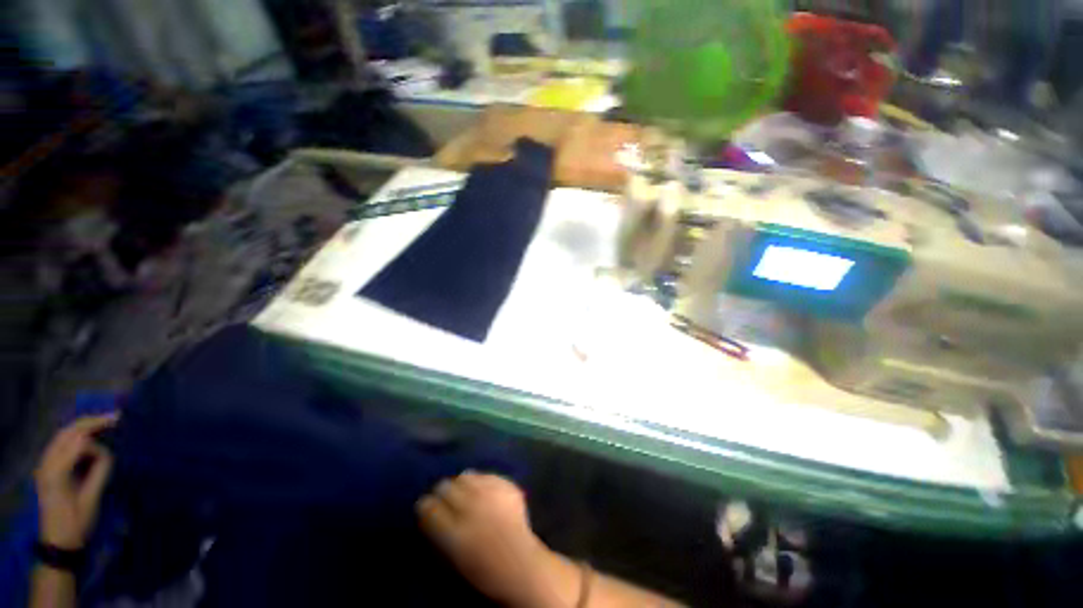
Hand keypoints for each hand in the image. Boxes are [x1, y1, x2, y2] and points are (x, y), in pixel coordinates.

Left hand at [34, 414, 117, 549]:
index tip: (117, 432)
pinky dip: (77, 435)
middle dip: (91, 422)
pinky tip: (90, 436)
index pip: (78, 443)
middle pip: (67, 433)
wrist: (59, 542)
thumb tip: (105, 450)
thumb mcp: (91, 498)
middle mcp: (47, 463)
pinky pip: (61, 443)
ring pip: (64, 435)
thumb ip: (98, 470)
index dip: (97, 439)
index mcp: (57, 471)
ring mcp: (45, 465)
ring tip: (106, 422)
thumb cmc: (78, 522)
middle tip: (116, 417)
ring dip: (84, 426)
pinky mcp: (48, 467)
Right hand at [417, 472, 574, 606]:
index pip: (429, 507)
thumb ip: (438, 531)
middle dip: (442, 492)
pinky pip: (487, 476)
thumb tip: (427, 509)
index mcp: (454, 532)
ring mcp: (491, 493)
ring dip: (462, 484)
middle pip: (446, 486)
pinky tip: (483, 491)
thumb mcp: (452, 557)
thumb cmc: (483, 570)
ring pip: (465, 476)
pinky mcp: (507, 486)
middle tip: (445, 499)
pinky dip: (482, 482)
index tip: (426, 506)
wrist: (521, 564)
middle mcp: (471, 507)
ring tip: (465, 492)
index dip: (425, 505)